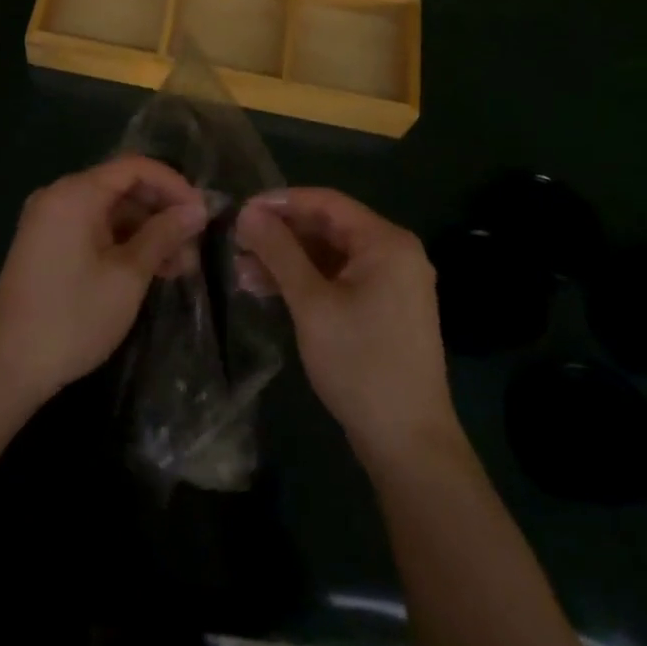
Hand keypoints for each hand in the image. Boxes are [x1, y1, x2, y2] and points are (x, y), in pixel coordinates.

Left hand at [0, 156, 207, 403]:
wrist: (5, 368)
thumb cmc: (72, 317)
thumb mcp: (127, 276)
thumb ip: (163, 235)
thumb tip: (198, 208)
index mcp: (75, 193)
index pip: (135, 168)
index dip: (174, 185)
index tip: (202, 214)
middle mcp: (59, 197)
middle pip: (122, 188)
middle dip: (162, 213)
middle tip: (194, 248)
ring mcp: (50, 221)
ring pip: (110, 212)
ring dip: (146, 233)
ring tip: (179, 268)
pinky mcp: (47, 246)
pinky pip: (93, 230)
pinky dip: (123, 244)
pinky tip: (149, 272)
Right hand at [237, 189, 458, 466]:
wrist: (408, 443)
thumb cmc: (360, 364)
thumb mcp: (312, 304)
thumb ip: (279, 252)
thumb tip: (248, 211)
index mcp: (386, 242)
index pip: (327, 202)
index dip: (281, 202)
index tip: (240, 210)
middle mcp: (394, 253)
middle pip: (329, 228)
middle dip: (281, 235)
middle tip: (237, 243)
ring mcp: (392, 283)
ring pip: (331, 256)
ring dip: (288, 261)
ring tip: (242, 271)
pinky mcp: (384, 309)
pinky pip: (340, 279)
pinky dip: (307, 282)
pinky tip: (269, 291)